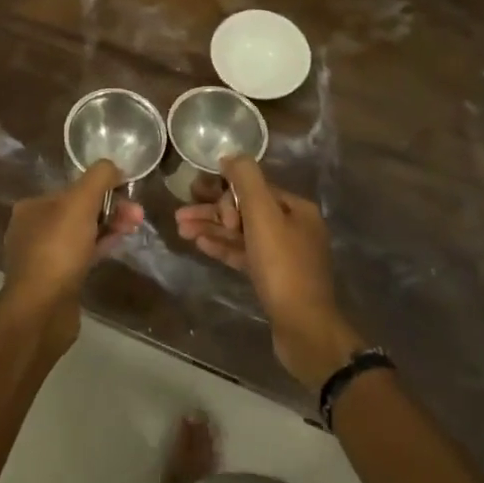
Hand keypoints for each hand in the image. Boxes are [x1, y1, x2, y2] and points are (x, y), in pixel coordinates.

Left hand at [0, 161, 143, 350]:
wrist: (41, 311)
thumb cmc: (58, 250)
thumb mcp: (80, 202)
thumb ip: (98, 177)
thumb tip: (113, 166)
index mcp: (32, 206)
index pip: (72, 189)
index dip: (103, 189)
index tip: (128, 194)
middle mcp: (33, 229)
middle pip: (79, 211)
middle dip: (110, 209)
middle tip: (137, 216)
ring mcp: (43, 257)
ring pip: (82, 234)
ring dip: (108, 228)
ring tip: (134, 229)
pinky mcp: (55, 280)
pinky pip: (81, 256)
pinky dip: (100, 248)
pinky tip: (117, 248)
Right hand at [175, 156, 362, 389]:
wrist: (303, 327)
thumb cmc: (282, 266)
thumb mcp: (263, 214)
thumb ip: (247, 180)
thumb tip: (230, 156)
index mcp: (296, 208)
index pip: (253, 188)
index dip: (224, 192)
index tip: (199, 200)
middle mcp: (293, 227)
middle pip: (245, 210)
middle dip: (212, 211)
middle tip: (180, 214)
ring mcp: (284, 255)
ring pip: (241, 233)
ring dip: (212, 229)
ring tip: (180, 229)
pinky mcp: (274, 278)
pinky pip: (244, 254)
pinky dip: (223, 247)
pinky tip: (200, 245)